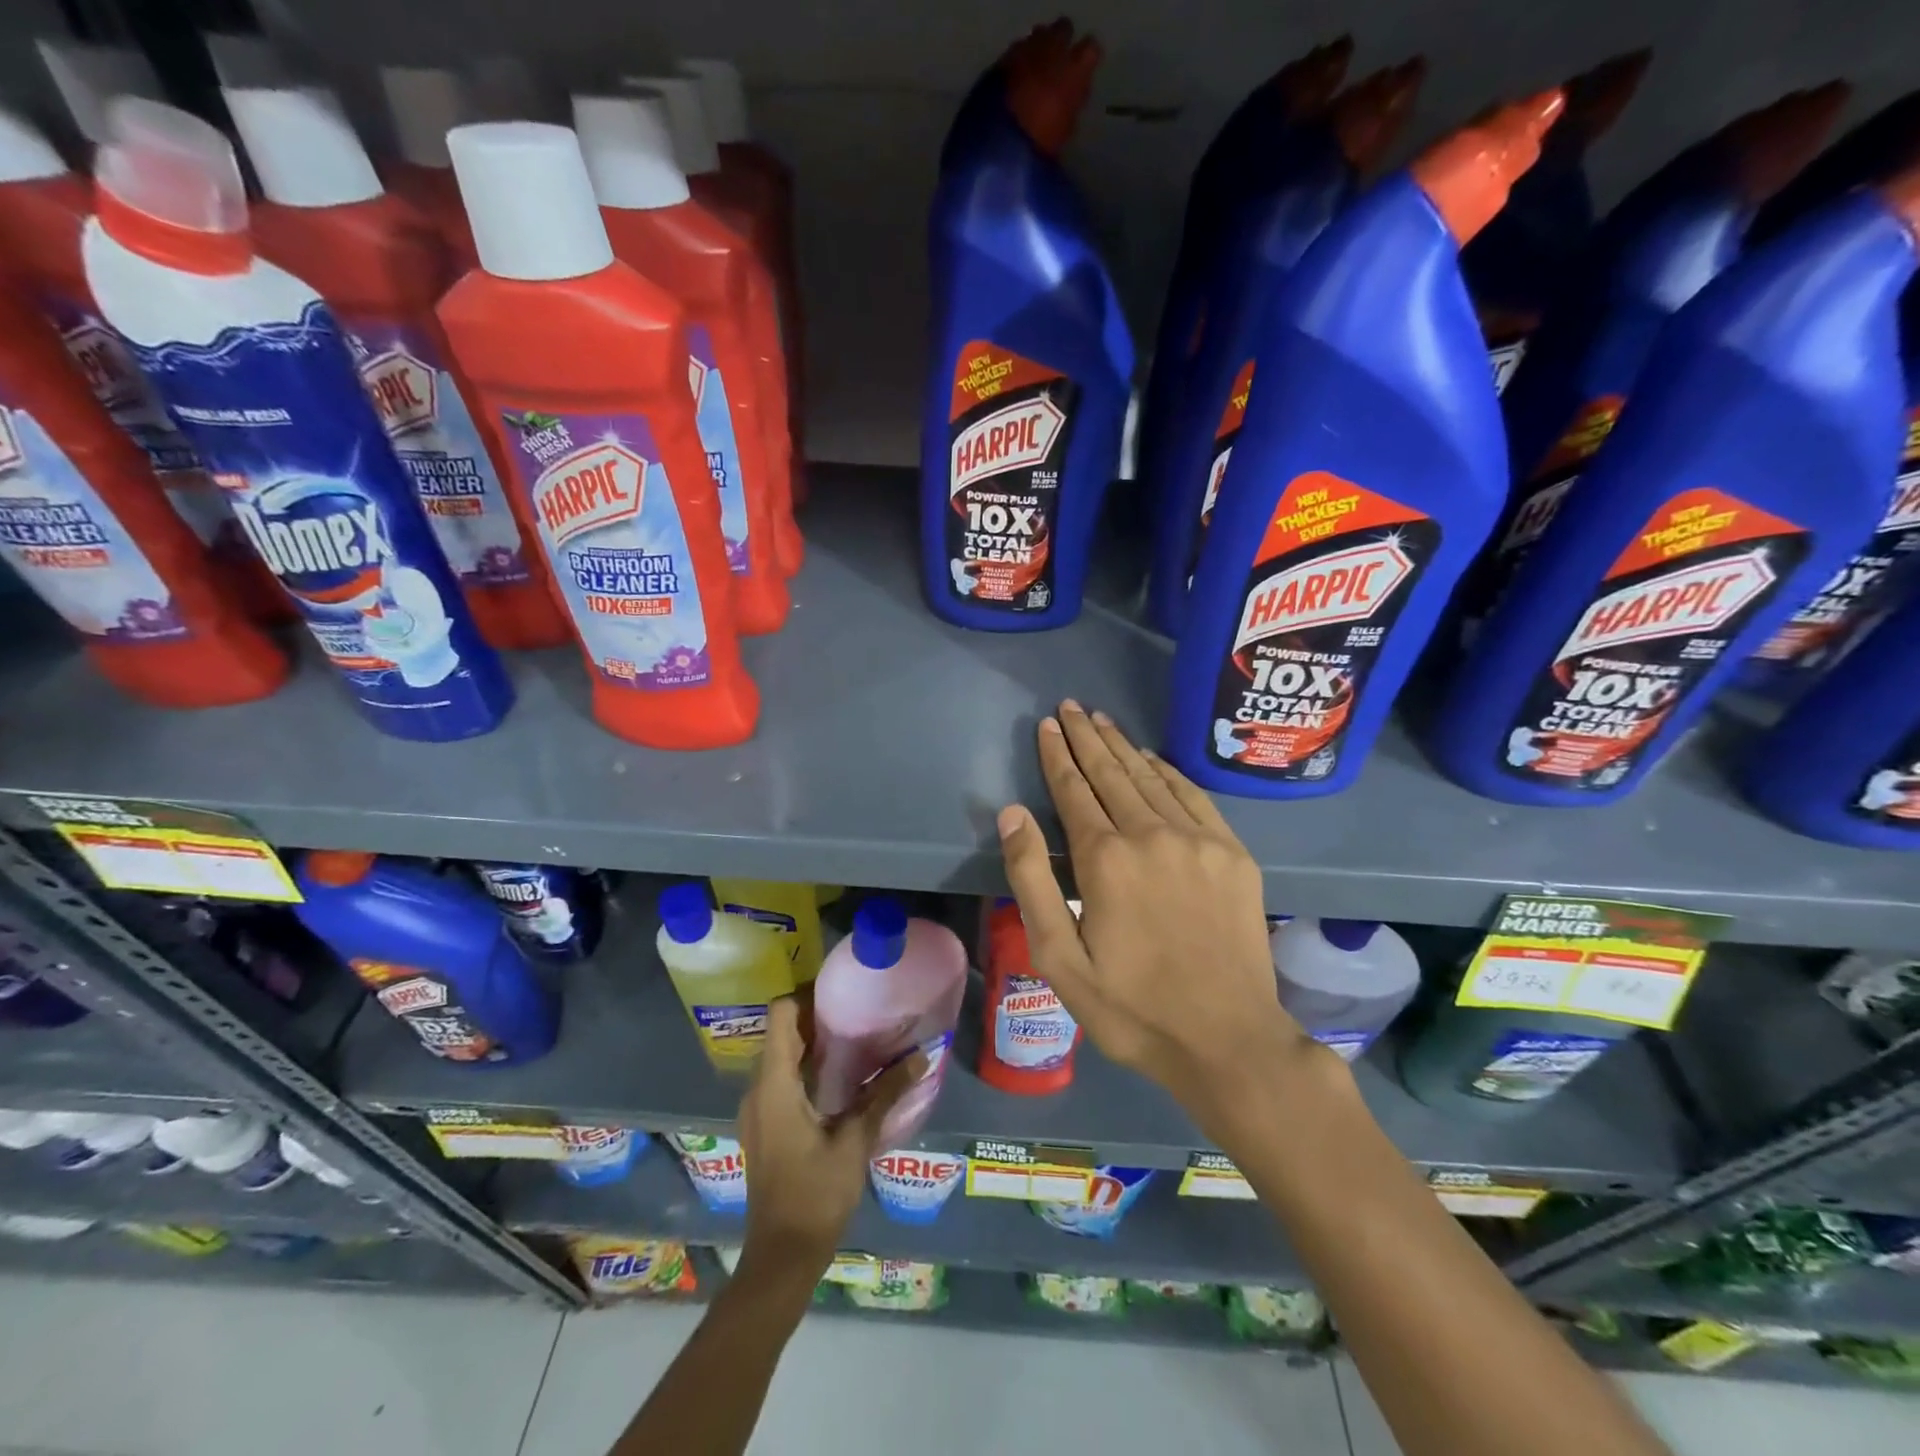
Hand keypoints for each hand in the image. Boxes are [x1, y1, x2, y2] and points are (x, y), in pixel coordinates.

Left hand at [736, 997, 920, 1278]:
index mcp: (774, 1083)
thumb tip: (920, 1057)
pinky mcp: (765, 1124)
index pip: (780, 1014)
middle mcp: (758, 1088)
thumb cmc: (816, 1194)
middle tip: (861, 1011)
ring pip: (782, 1055)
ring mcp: (758, 1108)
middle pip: (783, 1031)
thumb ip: (885, 1094)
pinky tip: (842, 1078)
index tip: (843, 992)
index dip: (808, 995)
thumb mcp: (855, 1140)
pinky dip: (807, 1067)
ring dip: (814, 1043)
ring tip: (858, 1038)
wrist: (782, 1257)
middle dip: (818, 1017)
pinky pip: (782, 1078)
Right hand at [997, 701, 1320, 1138]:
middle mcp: (1152, 834)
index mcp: (1106, 859)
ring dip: (1124, 747)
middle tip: (1070, 706)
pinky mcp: (1233, 854)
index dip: (1057, 755)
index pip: (1074, 790)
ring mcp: (1199, 840)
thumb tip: (1012, 814)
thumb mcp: (1059, 959)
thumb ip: (1032, 880)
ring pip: (1152, 777)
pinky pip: (1194, 796)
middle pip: (1113, 772)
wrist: (1228, 1040)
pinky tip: (1154, 759)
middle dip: (1087, 737)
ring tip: (1102, 721)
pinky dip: (1169, 772)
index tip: (1046, 725)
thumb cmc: (1131, 1008)